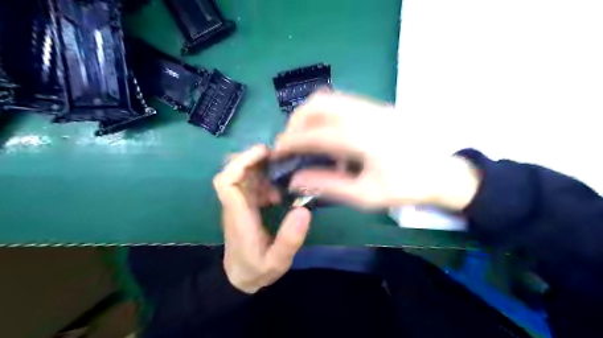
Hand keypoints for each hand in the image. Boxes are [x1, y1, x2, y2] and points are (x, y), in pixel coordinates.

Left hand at [213, 145, 309, 292]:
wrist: (240, 278)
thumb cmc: (257, 270)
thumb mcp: (277, 261)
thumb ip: (289, 240)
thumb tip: (304, 210)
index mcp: (239, 215)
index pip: (227, 182)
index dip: (241, 162)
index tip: (263, 153)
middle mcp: (235, 205)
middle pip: (233, 172)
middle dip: (252, 158)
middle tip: (278, 156)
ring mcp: (239, 204)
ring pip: (243, 176)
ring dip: (261, 169)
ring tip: (283, 172)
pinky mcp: (245, 206)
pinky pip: (251, 185)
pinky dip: (264, 181)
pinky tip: (279, 192)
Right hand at [274, 91, 480, 209]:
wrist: (441, 173)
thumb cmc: (404, 187)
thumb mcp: (364, 195)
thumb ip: (327, 185)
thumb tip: (295, 178)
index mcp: (362, 138)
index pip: (314, 134)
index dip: (290, 142)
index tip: (276, 152)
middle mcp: (364, 114)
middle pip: (317, 104)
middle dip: (296, 122)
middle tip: (291, 144)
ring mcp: (372, 105)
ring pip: (328, 98)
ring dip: (309, 115)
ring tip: (306, 138)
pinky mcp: (376, 106)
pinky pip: (341, 102)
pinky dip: (325, 114)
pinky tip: (328, 134)